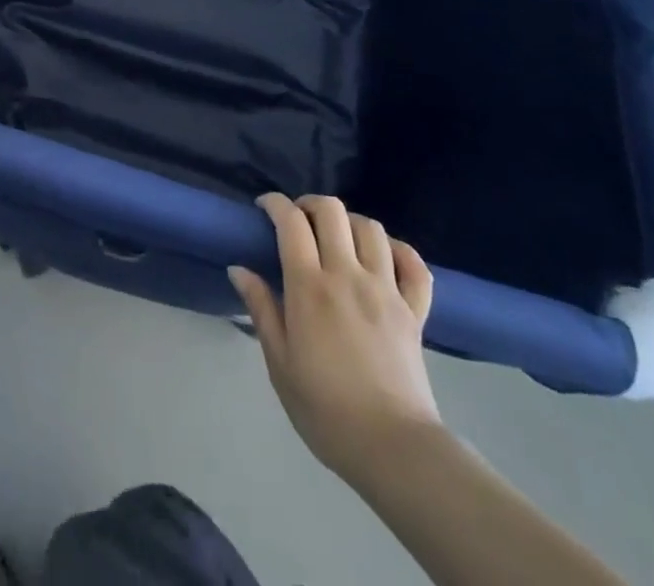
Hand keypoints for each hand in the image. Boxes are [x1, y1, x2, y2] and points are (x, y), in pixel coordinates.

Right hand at [230, 194, 440, 483]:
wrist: (393, 449)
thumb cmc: (326, 409)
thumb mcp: (279, 363)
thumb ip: (261, 309)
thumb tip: (238, 268)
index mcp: (310, 287)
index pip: (291, 222)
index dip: (275, 204)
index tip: (264, 208)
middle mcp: (348, 275)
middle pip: (331, 211)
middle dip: (310, 204)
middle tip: (298, 221)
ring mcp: (386, 289)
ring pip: (371, 228)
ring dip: (349, 222)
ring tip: (337, 238)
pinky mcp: (414, 310)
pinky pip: (413, 264)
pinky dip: (399, 250)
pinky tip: (384, 256)